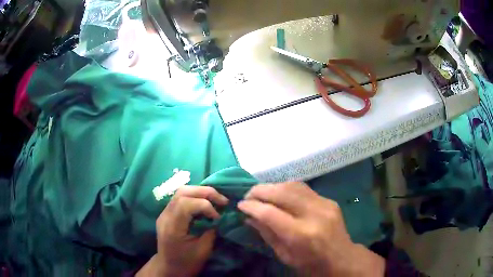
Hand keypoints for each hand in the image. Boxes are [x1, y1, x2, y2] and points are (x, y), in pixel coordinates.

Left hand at [137, 186, 228, 276]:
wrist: (169, 267)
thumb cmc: (187, 262)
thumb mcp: (203, 250)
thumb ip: (211, 231)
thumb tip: (219, 217)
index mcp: (172, 227)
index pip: (185, 204)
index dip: (205, 205)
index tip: (218, 216)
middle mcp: (165, 216)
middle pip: (182, 192)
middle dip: (205, 192)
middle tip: (222, 200)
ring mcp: (164, 213)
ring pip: (181, 192)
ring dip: (200, 192)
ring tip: (215, 199)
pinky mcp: (167, 214)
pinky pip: (180, 198)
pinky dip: (195, 197)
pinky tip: (205, 203)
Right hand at [238, 182, 384, 276]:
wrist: (341, 258)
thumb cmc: (310, 264)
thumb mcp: (284, 255)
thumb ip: (267, 234)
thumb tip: (249, 217)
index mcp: (301, 235)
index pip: (269, 213)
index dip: (251, 206)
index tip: (240, 205)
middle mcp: (314, 214)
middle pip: (281, 192)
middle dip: (259, 190)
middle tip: (248, 195)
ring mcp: (324, 204)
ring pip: (292, 185)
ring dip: (273, 186)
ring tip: (261, 193)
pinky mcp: (329, 200)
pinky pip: (303, 188)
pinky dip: (287, 188)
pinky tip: (279, 194)